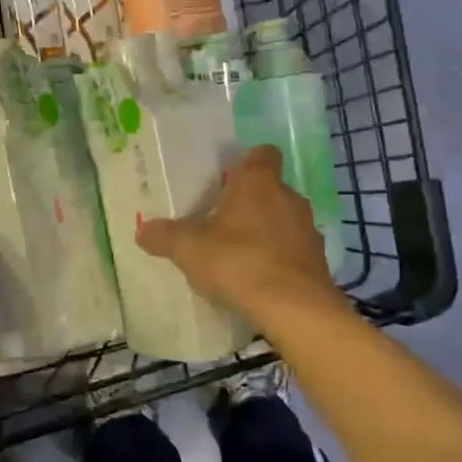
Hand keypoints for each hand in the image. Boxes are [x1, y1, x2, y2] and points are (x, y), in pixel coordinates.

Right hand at [135, 145, 341, 330]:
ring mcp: (307, 229)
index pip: (262, 154)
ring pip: (283, 219)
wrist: (294, 308)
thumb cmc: (238, 262)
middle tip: (220, 221)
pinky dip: (278, 257)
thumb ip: (164, 236)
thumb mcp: (189, 249)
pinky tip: (258, 278)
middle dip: (248, 202)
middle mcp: (289, 197)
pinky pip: (293, 249)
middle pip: (270, 189)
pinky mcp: (318, 260)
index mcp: (258, 182)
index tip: (226, 180)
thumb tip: (143, 230)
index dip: (246, 163)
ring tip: (238, 253)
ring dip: (265, 231)